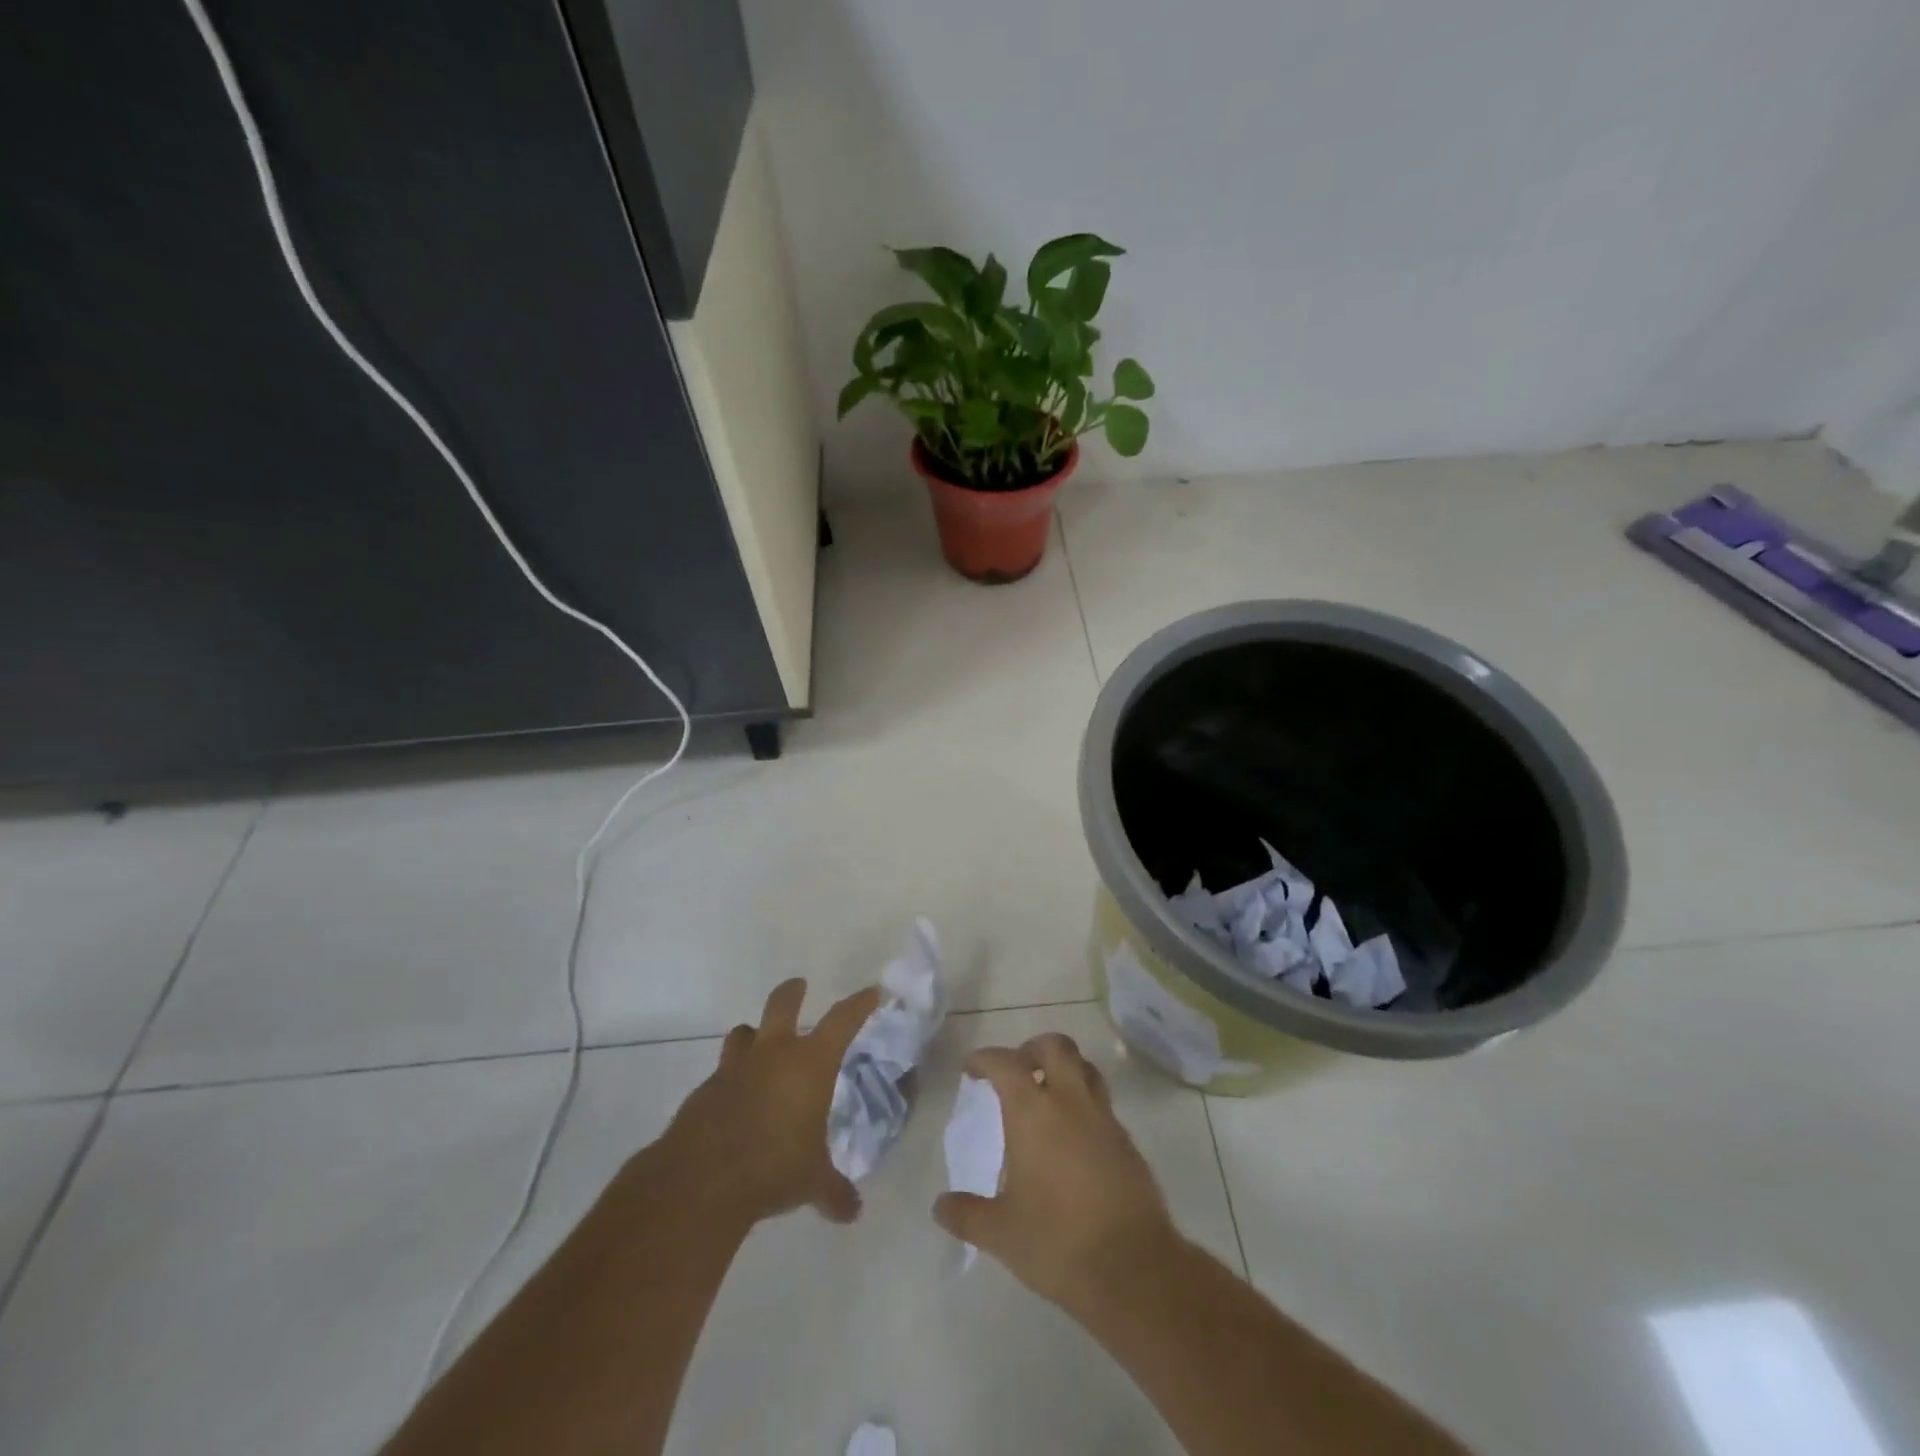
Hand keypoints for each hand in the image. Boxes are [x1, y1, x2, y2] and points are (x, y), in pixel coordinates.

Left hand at [652, 979, 879, 1228]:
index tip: (870, 992)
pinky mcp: (704, 1091)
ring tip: (758, 1042)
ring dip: (752, 1034)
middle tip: (798, 986)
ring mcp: (734, 1069)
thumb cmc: (773, 1167)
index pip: (842, 1020)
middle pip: (782, 1003)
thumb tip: (853, 1212)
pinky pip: (722, 1073)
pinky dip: (731, 1079)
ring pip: (743, 1033)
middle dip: (792, 992)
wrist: (701, 1181)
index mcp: (809, 1063)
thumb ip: (834, 1191)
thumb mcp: (811, 1182)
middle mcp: (772, 1054)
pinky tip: (735, 1102)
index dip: (858, 1004)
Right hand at [933, 1032, 1177, 1309]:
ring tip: (1047, 1094)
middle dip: (1032, 1049)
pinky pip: (1102, 1103)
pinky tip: (1073, 1137)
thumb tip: (939, 1207)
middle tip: (1016, 1071)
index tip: (972, 1070)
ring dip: (1064, 1068)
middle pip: (1056, 1046)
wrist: (1133, 1268)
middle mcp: (1070, 1102)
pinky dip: (1084, 1103)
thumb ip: (967, 1215)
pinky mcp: (1126, 1141)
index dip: (985, 1059)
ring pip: (1085, 1067)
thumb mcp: (1001, 1233)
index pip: (1005, 1063)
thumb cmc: (1058, 1242)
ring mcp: (1104, 1118)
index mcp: (1034, 1112)